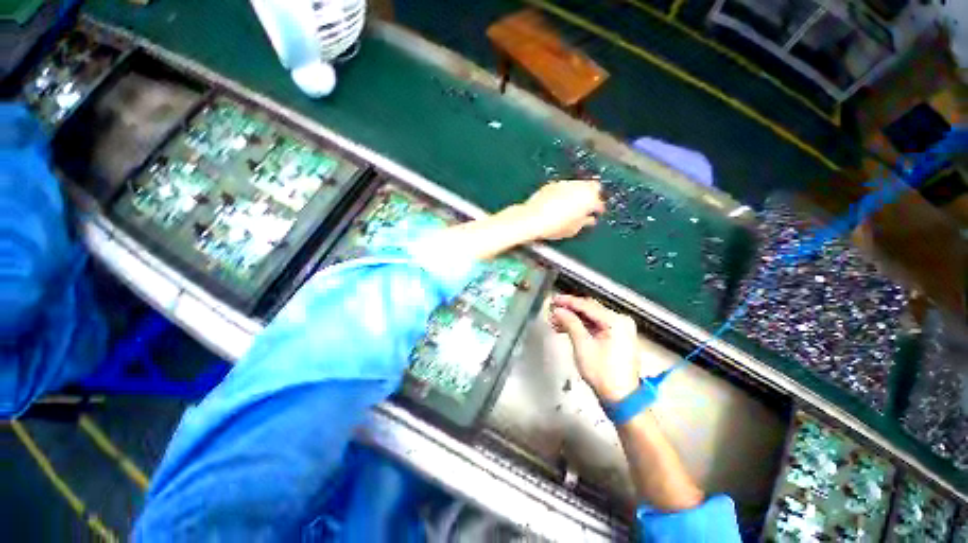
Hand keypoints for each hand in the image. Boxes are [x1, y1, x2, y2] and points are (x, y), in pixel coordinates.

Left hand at [520, 180, 603, 240]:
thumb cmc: (553, 226)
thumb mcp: (573, 229)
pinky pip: (564, 186)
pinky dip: (565, 193)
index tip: (596, 214)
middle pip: (593, 186)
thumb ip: (585, 222)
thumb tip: (588, 220)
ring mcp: (565, 183)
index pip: (599, 203)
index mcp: (588, 199)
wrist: (532, 219)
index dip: (599, 210)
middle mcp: (578, 187)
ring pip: (578, 184)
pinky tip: (559, 203)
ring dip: (578, 193)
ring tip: (572, 206)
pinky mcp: (552, 184)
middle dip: (593, 195)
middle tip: (588, 206)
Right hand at [549, 295, 640, 402]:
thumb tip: (558, 310)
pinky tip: (566, 329)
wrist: (621, 398)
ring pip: (591, 319)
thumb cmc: (602, 372)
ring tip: (555, 323)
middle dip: (569, 311)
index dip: (568, 302)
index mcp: (616, 321)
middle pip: (590, 310)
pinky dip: (582, 328)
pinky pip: (596, 327)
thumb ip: (571, 323)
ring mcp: (620, 329)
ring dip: (573, 320)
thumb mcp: (583, 345)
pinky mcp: (617, 338)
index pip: (587, 306)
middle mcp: (621, 321)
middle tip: (552, 311)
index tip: (553, 300)